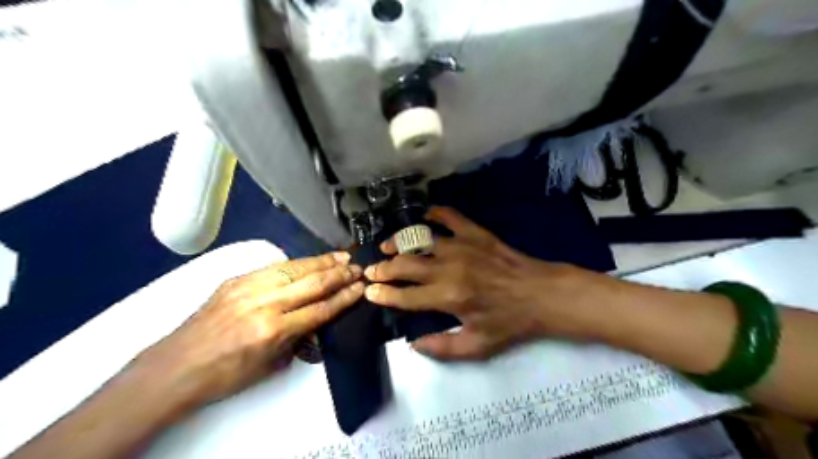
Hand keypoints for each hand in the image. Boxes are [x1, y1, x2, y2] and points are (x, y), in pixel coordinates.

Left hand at [134, 254, 363, 407]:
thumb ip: (298, 338)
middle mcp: (264, 304)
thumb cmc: (225, 375)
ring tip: (342, 256)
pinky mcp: (237, 279)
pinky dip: (298, 262)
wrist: (176, 366)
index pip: (321, 309)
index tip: (361, 287)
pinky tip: (311, 260)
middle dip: (339, 274)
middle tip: (358, 267)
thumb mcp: (271, 365)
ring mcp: (248, 287)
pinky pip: (275, 266)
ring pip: (295, 268)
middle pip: (312, 283)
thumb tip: (317, 320)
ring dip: (322, 261)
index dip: (344, 297)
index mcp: (274, 330)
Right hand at [369, 209, 598, 362]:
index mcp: (448, 298)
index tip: (369, 292)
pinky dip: (433, 214)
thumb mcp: (478, 346)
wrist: (541, 294)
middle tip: (371, 270)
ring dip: (399, 242)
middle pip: (405, 265)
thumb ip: (442, 347)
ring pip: (420, 240)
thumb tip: (412, 344)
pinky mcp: (475, 233)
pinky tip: (424, 218)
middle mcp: (449, 269)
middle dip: (383, 269)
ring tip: (387, 246)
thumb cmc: (509, 322)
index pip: (405, 297)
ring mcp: (461, 246)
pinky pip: (449, 217)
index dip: (383, 295)